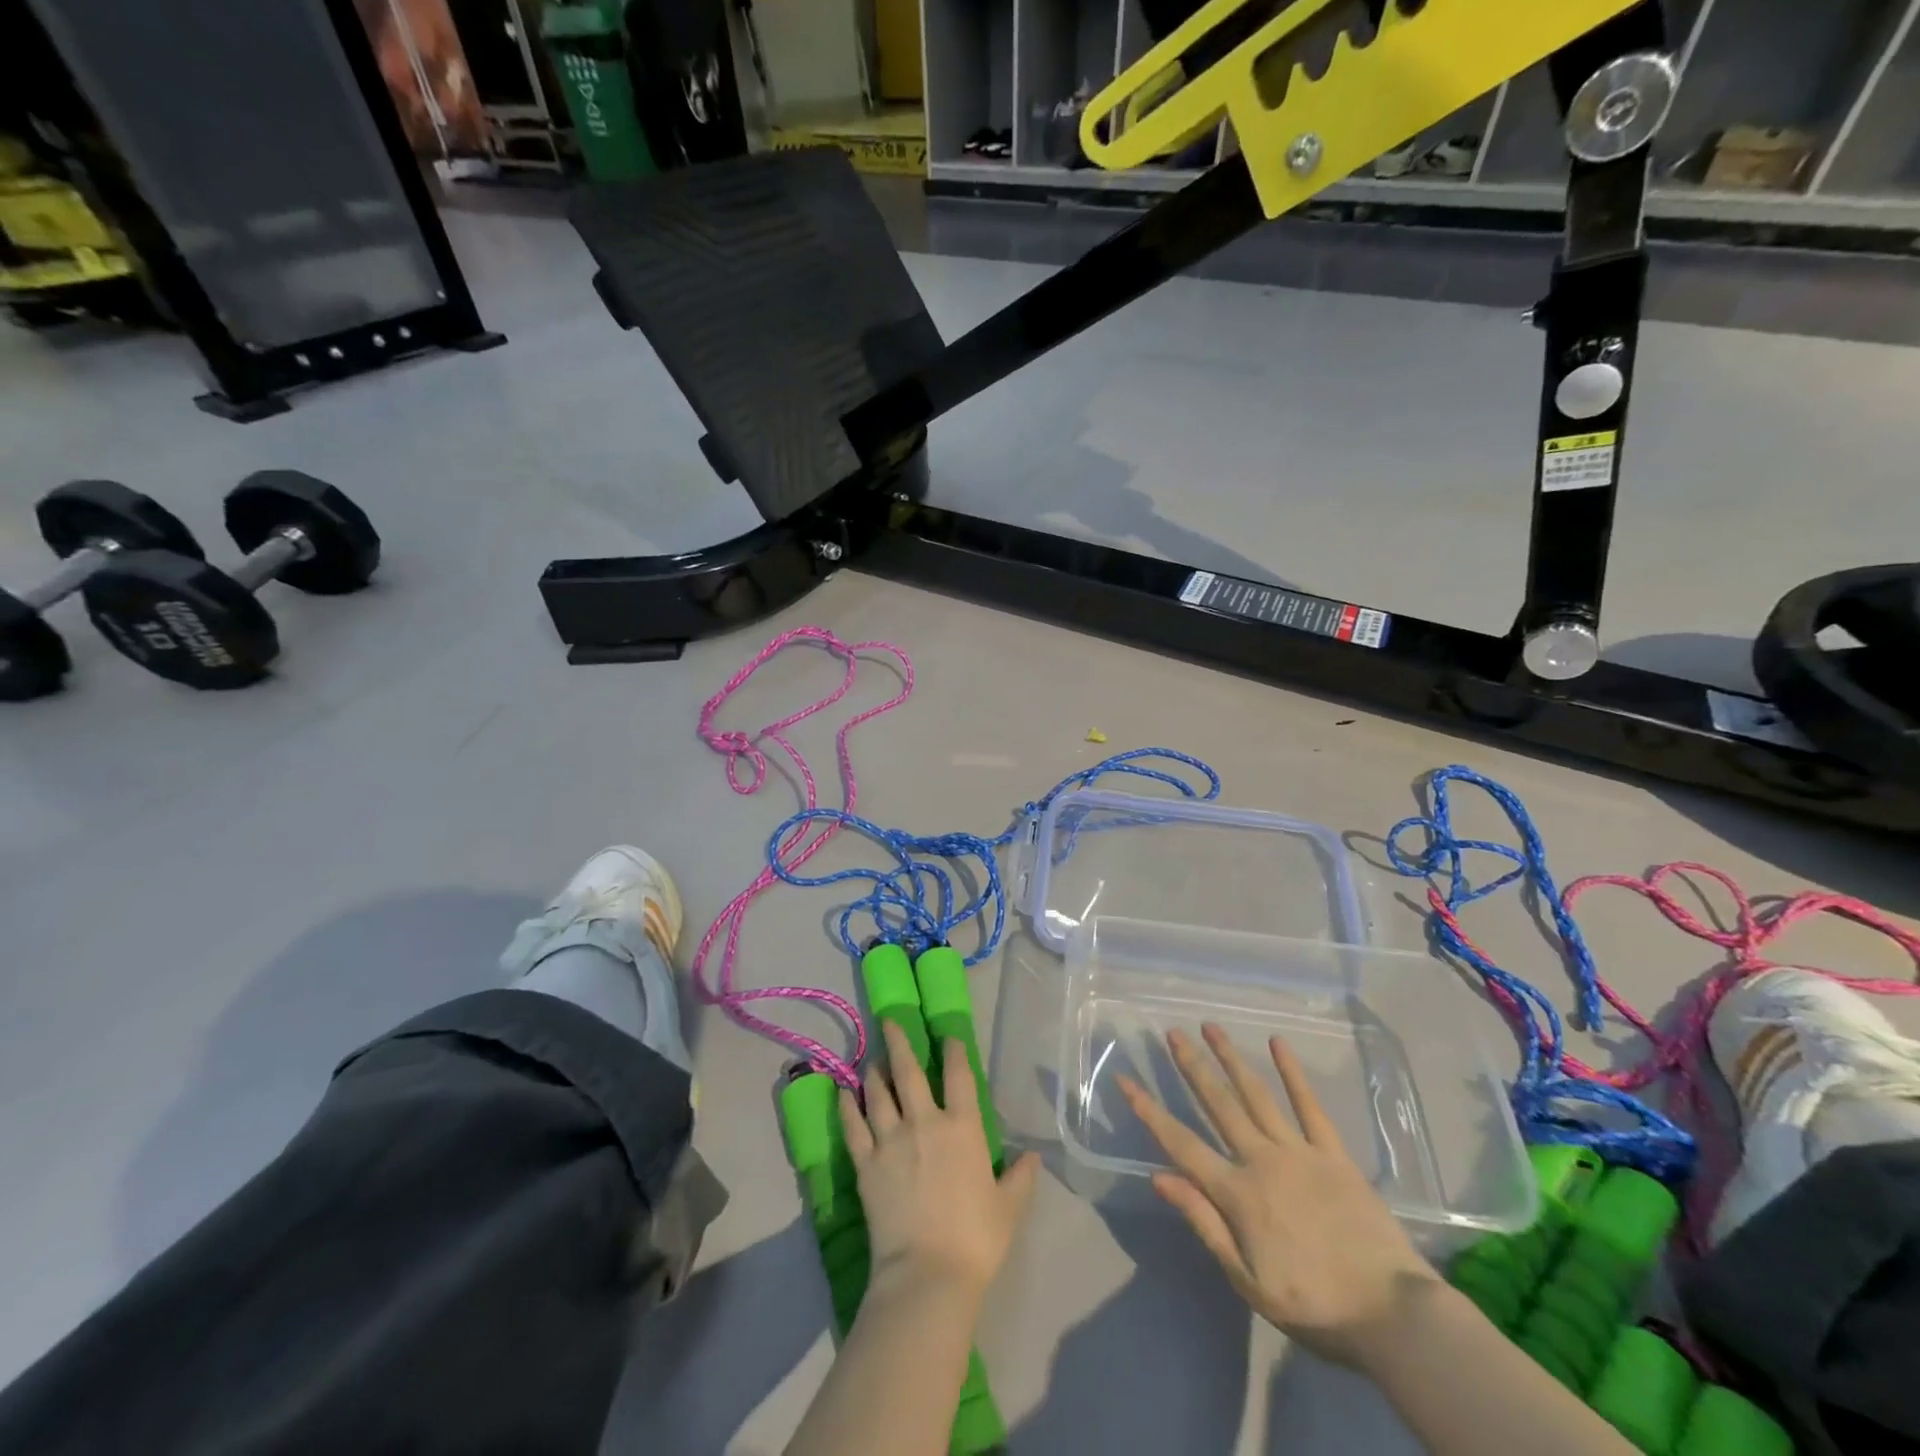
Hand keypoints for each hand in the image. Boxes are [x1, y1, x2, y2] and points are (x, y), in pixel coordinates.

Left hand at [841, 1020, 1040, 1299]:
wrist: (927, 1274)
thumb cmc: (975, 1239)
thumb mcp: (1009, 1207)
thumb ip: (1021, 1177)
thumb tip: (1033, 1156)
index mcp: (962, 1127)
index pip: (958, 1076)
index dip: (953, 1050)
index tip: (947, 1035)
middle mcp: (925, 1122)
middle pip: (909, 1072)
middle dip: (899, 1042)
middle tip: (888, 1020)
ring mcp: (891, 1140)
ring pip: (878, 1093)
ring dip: (874, 1072)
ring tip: (871, 1059)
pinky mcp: (866, 1163)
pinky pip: (853, 1127)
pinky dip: (846, 1107)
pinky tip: (841, 1093)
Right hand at [1118, 1024, 1443, 1369]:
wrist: (1392, 1315)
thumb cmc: (1314, 1305)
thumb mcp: (1247, 1280)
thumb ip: (1204, 1223)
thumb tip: (1159, 1176)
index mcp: (1237, 1193)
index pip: (1181, 1143)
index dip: (1150, 1111)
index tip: (1127, 1080)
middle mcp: (1261, 1160)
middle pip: (1218, 1104)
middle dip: (1192, 1066)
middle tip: (1172, 1032)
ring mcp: (1299, 1152)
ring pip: (1256, 1094)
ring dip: (1231, 1058)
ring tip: (1211, 1027)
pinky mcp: (1334, 1153)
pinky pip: (1309, 1106)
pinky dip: (1293, 1073)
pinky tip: (1278, 1044)